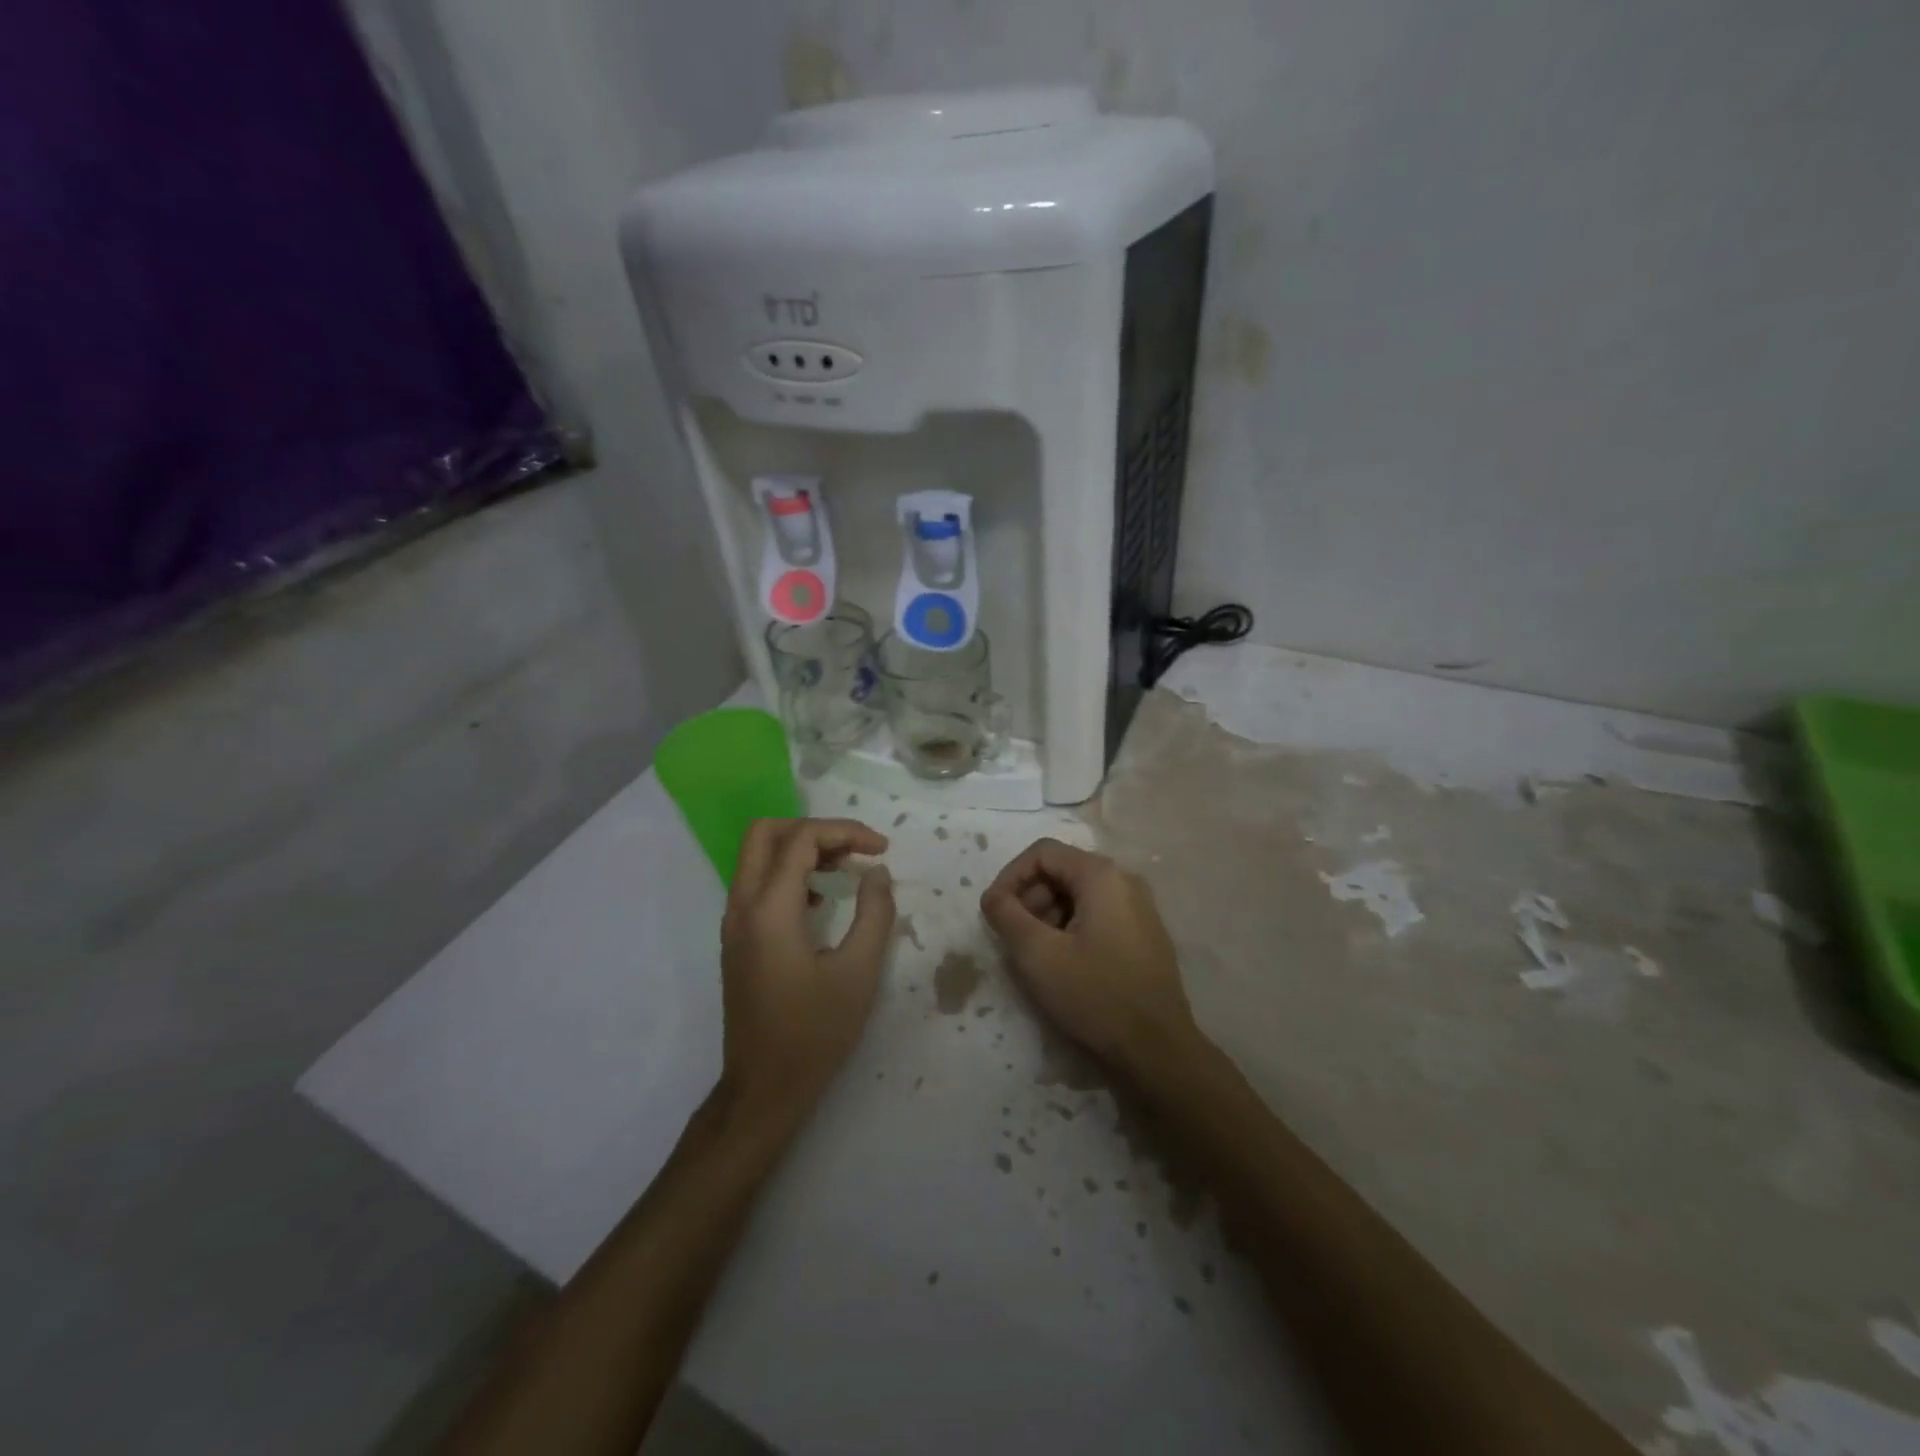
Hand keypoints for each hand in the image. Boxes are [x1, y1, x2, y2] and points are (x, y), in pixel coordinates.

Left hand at [719, 818, 894, 1122]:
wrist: (764, 1088)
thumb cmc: (814, 1032)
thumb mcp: (859, 972)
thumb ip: (875, 913)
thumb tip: (878, 873)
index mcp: (769, 910)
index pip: (802, 839)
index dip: (845, 832)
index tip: (881, 850)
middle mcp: (742, 907)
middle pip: (765, 833)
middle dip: (814, 829)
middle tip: (853, 849)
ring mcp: (733, 923)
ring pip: (757, 857)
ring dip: (800, 849)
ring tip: (844, 869)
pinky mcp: (736, 940)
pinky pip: (757, 884)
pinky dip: (788, 874)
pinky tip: (820, 899)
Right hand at [980, 838, 1198, 1076]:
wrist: (1158, 1051)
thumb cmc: (1095, 996)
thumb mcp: (1038, 955)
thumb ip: (1006, 915)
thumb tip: (993, 896)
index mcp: (1102, 875)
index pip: (1042, 853)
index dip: (1009, 877)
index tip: (993, 912)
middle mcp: (1125, 880)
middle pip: (1061, 870)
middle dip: (1029, 898)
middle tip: (1014, 938)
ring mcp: (1139, 907)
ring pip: (1078, 894)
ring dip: (1048, 916)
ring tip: (1036, 955)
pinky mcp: (1144, 934)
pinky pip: (1097, 914)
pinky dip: (1071, 928)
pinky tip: (1064, 964)